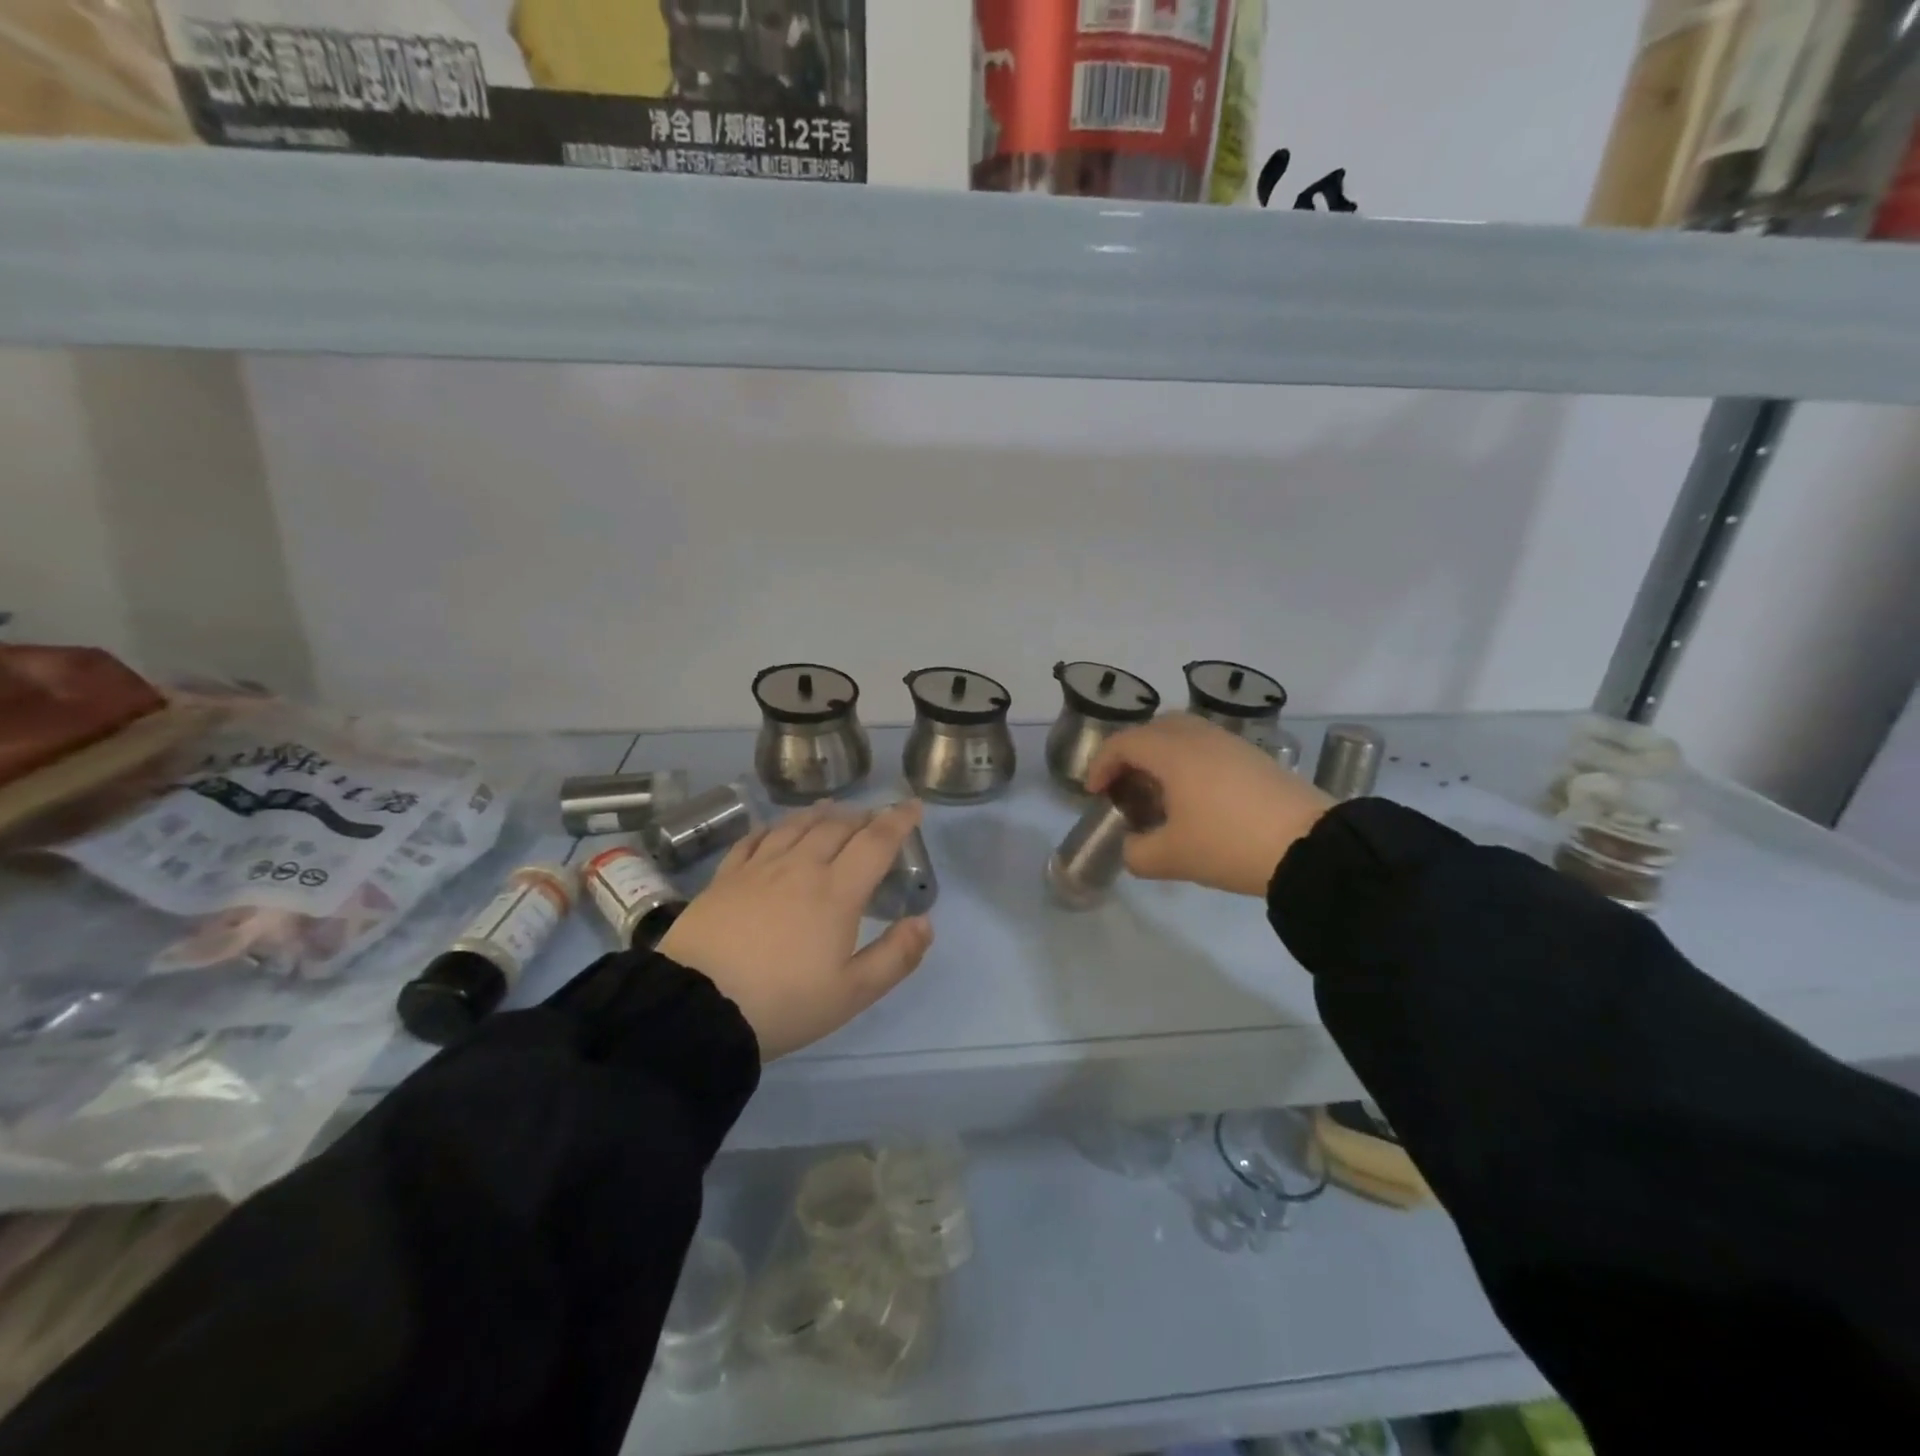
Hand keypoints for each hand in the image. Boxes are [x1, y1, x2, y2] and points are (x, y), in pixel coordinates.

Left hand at [659, 801, 933, 1059]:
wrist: (697, 1008)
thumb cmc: (783, 1003)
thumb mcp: (851, 993)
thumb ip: (895, 956)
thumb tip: (926, 921)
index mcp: (837, 892)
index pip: (876, 842)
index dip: (898, 821)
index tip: (914, 806)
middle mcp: (801, 867)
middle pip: (837, 827)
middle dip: (863, 817)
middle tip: (875, 819)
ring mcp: (759, 868)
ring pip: (796, 826)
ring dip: (821, 814)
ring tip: (833, 811)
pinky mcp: (725, 877)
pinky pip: (755, 839)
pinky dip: (774, 827)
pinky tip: (776, 829)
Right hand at [1086, 714, 1333, 896]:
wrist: (1311, 846)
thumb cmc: (1229, 844)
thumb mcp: (1171, 858)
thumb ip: (1137, 852)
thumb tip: (1133, 846)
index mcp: (1172, 753)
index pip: (1124, 743)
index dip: (1101, 765)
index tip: (1094, 792)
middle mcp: (1199, 737)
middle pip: (1153, 728)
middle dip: (1131, 752)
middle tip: (1125, 784)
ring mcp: (1230, 743)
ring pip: (1183, 733)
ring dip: (1162, 755)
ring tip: (1159, 791)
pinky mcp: (1254, 757)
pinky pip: (1208, 746)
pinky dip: (1189, 761)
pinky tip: (1196, 796)